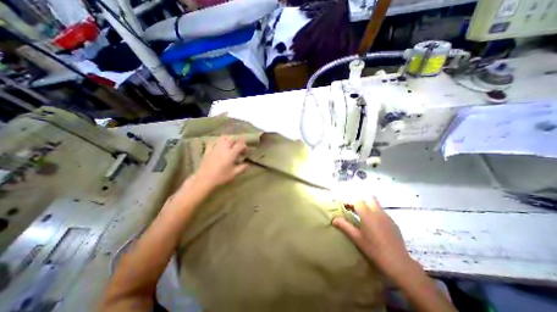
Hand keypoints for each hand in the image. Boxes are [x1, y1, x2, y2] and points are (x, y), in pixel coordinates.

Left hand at [194, 135, 248, 189]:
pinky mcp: (209, 150)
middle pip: (232, 139)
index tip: (246, 151)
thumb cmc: (220, 177)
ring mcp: (215, 148)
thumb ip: (242, 168)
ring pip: (223, 138)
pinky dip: (220, 142)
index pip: (240, 145)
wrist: (204, 179)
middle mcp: (223, 148)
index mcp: (230, 153)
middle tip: (238, 148)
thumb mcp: (233, 174)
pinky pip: (215, 142)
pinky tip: (221, 148)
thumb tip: (247, 165)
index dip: (244, 146)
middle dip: (237, 142)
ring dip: (229, 140)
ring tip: (230, 145)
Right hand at [332, 199, 414, 281]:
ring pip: (376, 205)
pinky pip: (382, 213)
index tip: (344, 208)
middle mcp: (378, 212)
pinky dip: (376, 214)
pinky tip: (374, 226)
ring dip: (368, 207)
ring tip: (363, 218)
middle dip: (361, 202)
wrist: (398, 263)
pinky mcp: (394, 223)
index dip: (350, 202)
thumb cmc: (374, 249)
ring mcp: (387, 217)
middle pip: (369, 198)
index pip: (357, 201)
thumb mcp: (357, 238)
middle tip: (354, 210)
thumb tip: (334, 219)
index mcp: (367, 214)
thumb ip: (345, 226)